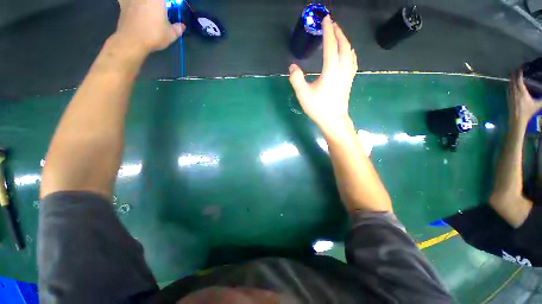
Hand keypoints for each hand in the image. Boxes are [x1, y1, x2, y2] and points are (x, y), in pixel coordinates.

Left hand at [115, 0, 184, 55]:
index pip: (168, 1)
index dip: (170, 4)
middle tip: (162, 8)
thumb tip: (182, 26)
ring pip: (141, 1)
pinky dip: (128, 1)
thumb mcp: (170, 35)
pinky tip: (133, 4)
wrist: (131, 41)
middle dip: (158, 4)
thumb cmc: (153, 36)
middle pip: (154, 1)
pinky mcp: (123, 3)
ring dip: (144, 4)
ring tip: (148, 7)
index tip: (172, 7)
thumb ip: (177, 29)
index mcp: (158, 0)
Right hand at [289, 16, 357, 135]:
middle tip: (332, 24)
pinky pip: (353, 61)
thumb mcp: (303, 95)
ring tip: (339, 36)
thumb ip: (296, 79)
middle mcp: (342, 69)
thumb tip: (292, 66)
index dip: (328, 31)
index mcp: (331, 70)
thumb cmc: (318, 108)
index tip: (325, 18)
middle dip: (338, 32)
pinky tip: (348, 53)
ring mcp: (348, 75)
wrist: (334, 121)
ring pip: (350, 52)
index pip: (331, 45)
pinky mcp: (349, 81)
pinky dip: (350, 52)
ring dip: (345, 41)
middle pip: (344, 45)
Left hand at [508, 70, 541, 125]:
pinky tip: (508, 85)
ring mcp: (511, 96)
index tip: (519, 68)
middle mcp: (515, 92)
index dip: (519, 74)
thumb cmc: (527, 111)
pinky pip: (507, 91)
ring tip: (510, 76)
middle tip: (513, 70)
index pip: (519, 80)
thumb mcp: (537, 105)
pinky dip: (508, 86)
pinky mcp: (508, 100)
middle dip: (513, 75)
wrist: (517, 119)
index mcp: (522, 92)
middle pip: (513, 82)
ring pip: (510, 86)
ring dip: (510, 80)